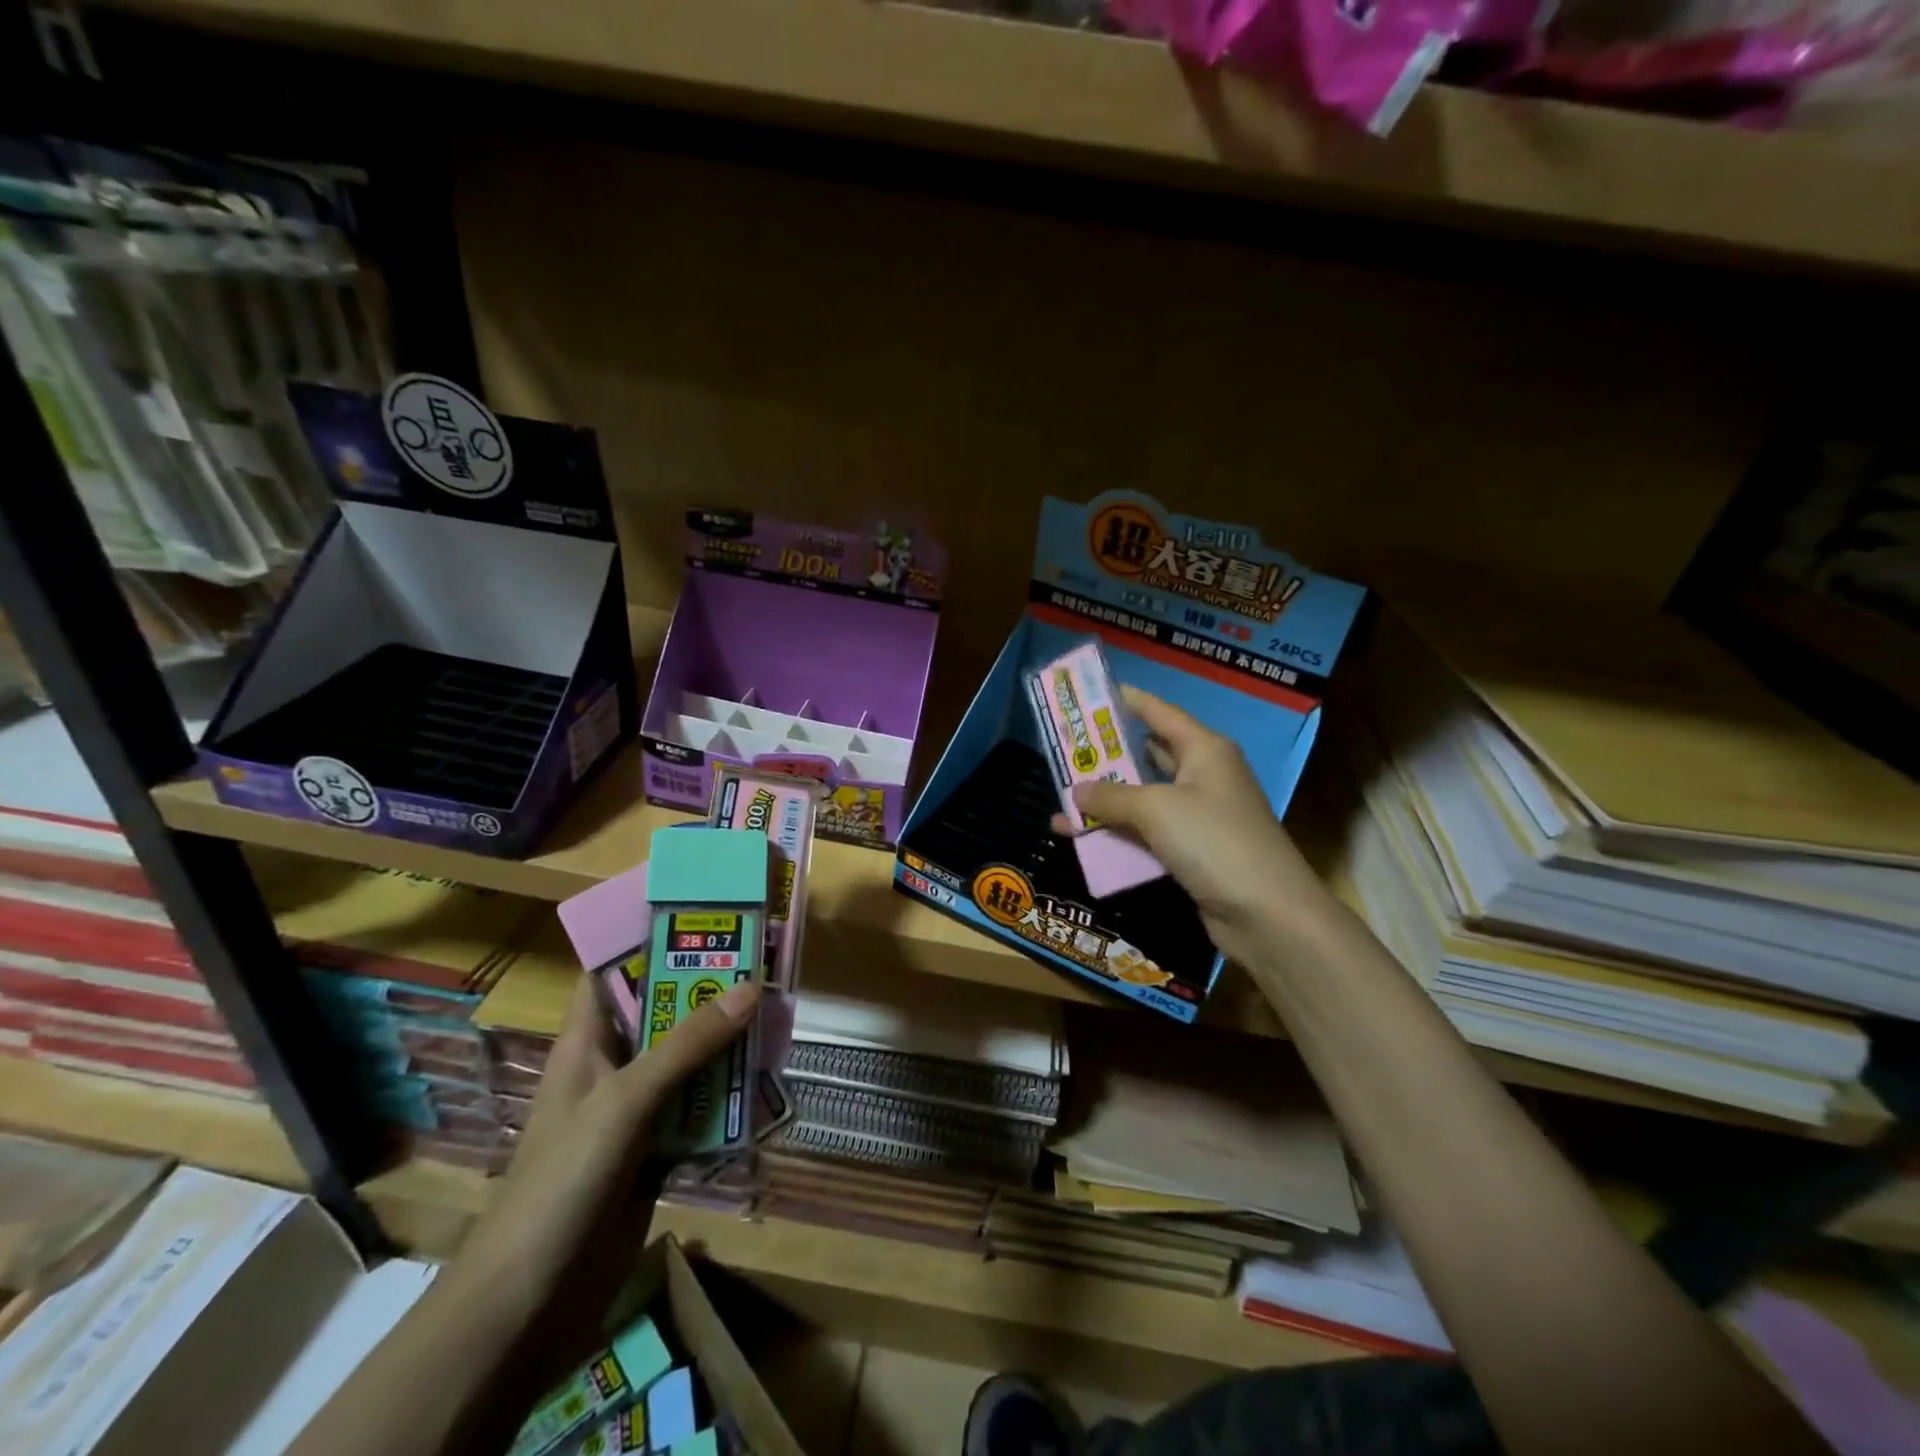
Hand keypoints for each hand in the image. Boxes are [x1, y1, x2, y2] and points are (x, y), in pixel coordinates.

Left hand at [450, 974, 758, 1375]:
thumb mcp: (625, 1099)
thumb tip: (750, 988)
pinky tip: (767, 1084)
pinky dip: (729, 1098)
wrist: (528, 1303)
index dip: (649, 940)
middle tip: (763, 964)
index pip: (612, 973)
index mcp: (587, 1042)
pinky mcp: (655, 1153)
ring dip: (727, 1045)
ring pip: (688, 1062)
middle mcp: (612, 1067)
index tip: (702, 915)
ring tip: (777, 1017)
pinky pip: (699, 1110)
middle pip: (663, 1014)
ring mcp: (634, 1112)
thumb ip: (688, 1045)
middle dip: (708, 992)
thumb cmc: (562, 1180)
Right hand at [1052, 686, 1328, 968]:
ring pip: (1143, 799)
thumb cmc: (1213, 840)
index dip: (1124, 701)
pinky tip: (1082, 839)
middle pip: (1147, 756)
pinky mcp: (1192, 852)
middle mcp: (1203, 776)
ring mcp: (1198, 816)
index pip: (1158, 712)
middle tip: (1064, 752)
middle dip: (1106, 756)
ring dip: (1106, 801)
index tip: (1087, 696)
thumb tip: (1076, 790)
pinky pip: (1146, 834)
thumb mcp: (1156, 809)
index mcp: (1204, 749)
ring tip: (1062, 799)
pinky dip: (1117, 834)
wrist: (1267, 913)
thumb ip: (1111, 795)